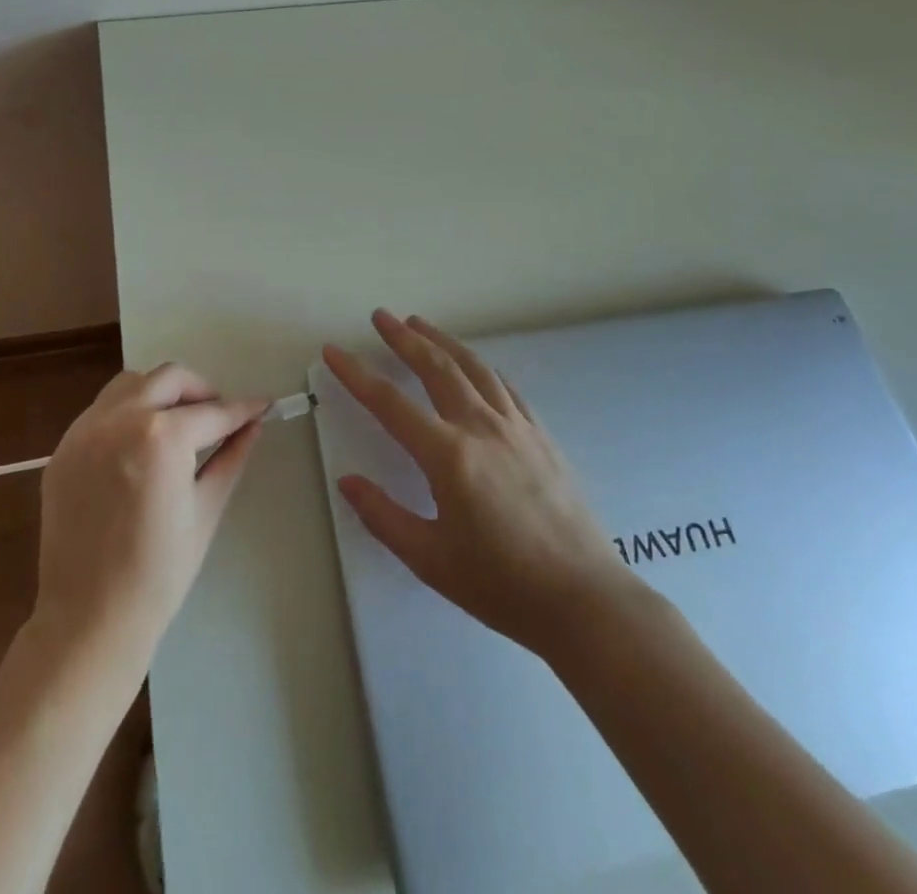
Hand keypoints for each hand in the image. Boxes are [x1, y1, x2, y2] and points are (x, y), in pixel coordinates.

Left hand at [33, 364, 266, 663]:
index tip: (262, 405)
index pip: (212, 412)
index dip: (242, 409)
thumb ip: (231, 457)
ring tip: (177, 424)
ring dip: (160, 392)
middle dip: (201, 391)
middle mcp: (120, 420)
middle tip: (218, 417)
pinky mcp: (64, 448)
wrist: (90, 618)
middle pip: (169, 379)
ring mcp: (85, 431)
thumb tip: (253, 424)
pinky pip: (101, 410)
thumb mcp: (206, 510)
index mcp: (161, 437)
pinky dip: (127, 413)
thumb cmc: (159, 573)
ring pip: (131, 384)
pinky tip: (140, 444)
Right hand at [324, 310, 635, 656]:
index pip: (390, 403)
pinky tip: (473, 365)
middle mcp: (481, 427)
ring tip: (419, 324)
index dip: (356, 374)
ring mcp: (516, 426)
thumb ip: (383, 516)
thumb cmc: (501, 585)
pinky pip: (504, 386)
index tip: (333, 351)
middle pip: (436, 367)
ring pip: (473, 367)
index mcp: (449, 455)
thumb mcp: (430, 559)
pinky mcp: (541, 434)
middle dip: (404, 338)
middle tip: (380, 316)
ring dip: (442, 341)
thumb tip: (348, 481)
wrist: (583, 599)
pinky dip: (479, 366)